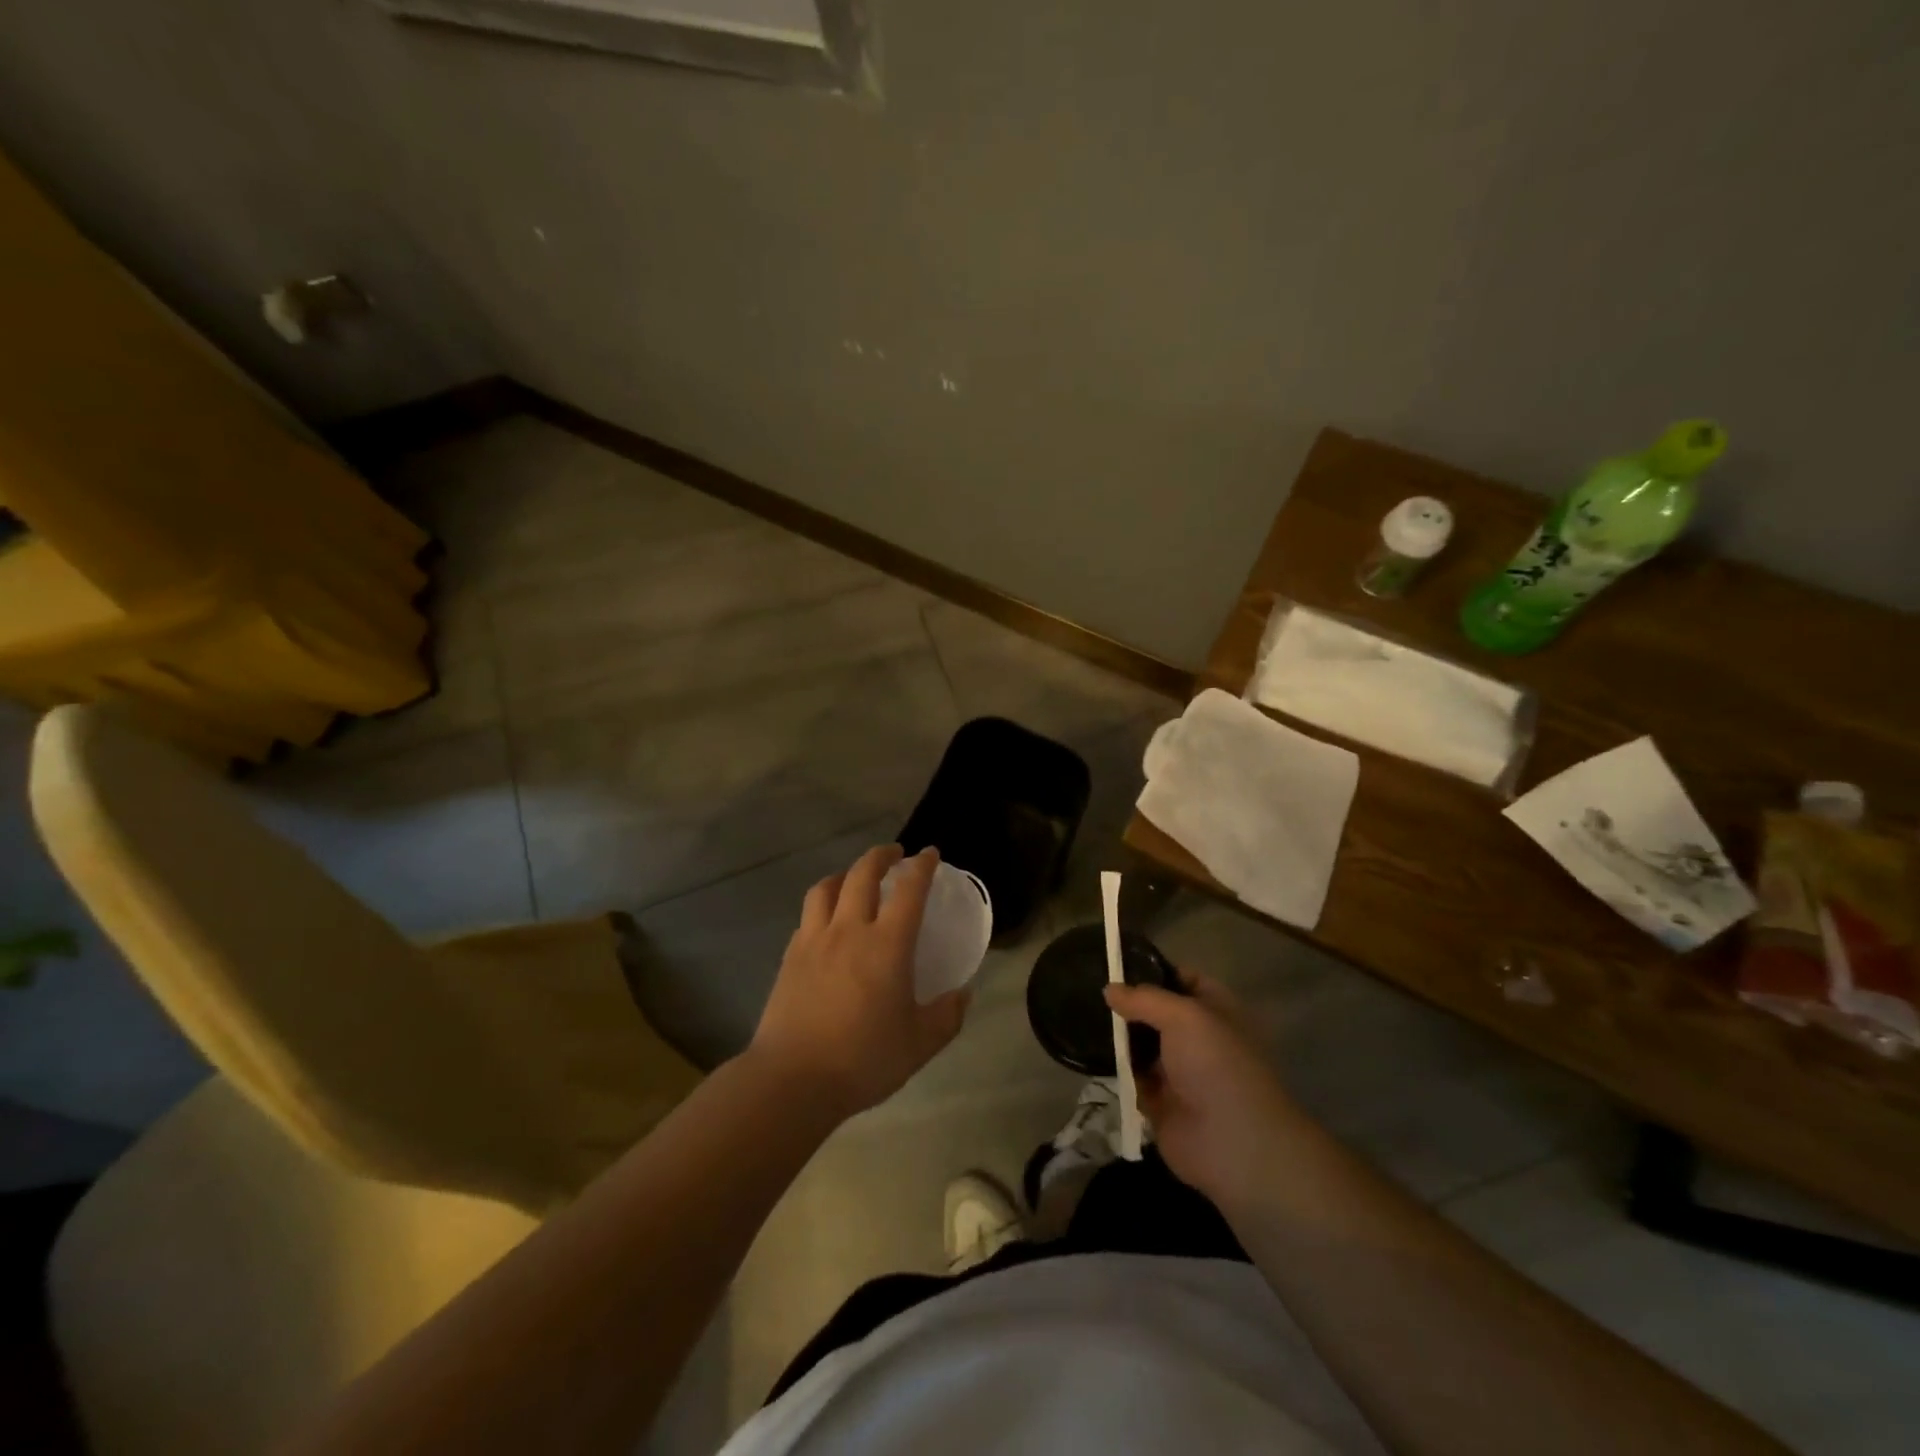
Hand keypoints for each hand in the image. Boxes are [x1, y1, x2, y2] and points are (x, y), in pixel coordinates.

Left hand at [749, 845, 967, 1119]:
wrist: (792, 1080)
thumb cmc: (863, 1059)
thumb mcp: (920, 1044)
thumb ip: (947, 1015)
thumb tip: (963, 993)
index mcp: (887, 945)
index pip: (909, 890)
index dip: (921, 867)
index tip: (929, 854)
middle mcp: (849, 930)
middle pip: (862, 874)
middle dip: (881, 856)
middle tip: (894, 854)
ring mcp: (814, 941)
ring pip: (826, 888)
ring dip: (844, 874)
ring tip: (854, 879)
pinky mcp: (790, 957)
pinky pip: (807, 917)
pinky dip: (821, 906)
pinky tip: (826, 923)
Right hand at [1105, 971, 1296, 1211]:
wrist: (1232, 1144)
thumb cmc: (1216, 1065)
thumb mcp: (1182, 1015)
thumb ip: (1143, 998)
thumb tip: (1109, 989)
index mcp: (1215, 1010)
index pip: (1182, 979)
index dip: (1152, 969)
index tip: (1114, 963)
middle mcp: (1198, 1037)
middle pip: (1156, 1012)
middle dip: (1128, 1003)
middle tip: (1088, 988)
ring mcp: (1179, 1071)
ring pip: (1141, 1044)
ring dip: (1118, 1035)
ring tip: (1080, 1015)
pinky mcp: (1160, 1102)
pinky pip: (1132, 1076)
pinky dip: (1115, 1068)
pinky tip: (1087, 1051)